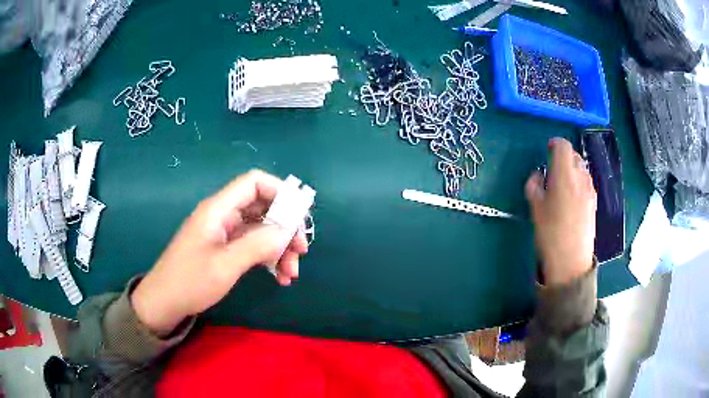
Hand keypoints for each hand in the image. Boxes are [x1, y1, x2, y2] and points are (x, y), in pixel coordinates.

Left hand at [132, 170, 307, 335]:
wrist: (164, 303)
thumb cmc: (190, 282)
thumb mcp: (225, 265)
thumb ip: (258, 245)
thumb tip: (287, 231)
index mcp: (219, 209)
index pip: (254, 182)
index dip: (280, 191)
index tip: (300, 216)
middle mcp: (223, 215)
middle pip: (263, 207)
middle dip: (285, 227)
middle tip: (301, 251)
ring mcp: (224, 233)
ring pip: (261, 229)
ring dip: (280, 248)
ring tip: (291, 273)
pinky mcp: (225, 249)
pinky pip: (253, 246)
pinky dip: (269, 258)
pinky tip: (279, 277)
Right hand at [525, 138, 596, 285]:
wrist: (571, 259)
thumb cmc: (550, 233)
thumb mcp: (535, 208)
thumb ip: (534, 185)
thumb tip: (539, 176)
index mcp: (564, 174)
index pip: (563, 146)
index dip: (555, 144)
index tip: (548, 151)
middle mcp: (580, 177)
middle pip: (574, 154)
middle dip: (564, 156)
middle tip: (553, 169)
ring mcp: (590, 189)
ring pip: (582, 168)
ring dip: (572, 169)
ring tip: (563, 185)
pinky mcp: (594, 201)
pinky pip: (586, 182)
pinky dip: (579, 181)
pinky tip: (572, 198)